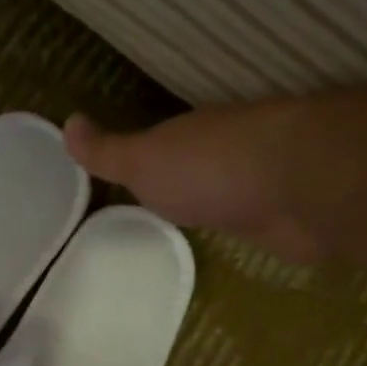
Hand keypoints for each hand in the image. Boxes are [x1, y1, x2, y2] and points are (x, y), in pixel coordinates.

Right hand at [64, 102, 329, 263]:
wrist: (300, 187)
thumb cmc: (211, 168)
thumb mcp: (145, 161)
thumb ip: (108, 152)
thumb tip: (66, 124)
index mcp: (193, 136)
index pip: (165, 144)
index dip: (145, 158)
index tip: (127, 176)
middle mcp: (228, 154)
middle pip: (199, 166)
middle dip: (182, 180)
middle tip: (154, 204)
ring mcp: (261, 185)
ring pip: (228, 191)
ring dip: (215, 201)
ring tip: (190, 227)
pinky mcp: (285, 219)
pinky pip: (253, 221)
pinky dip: (244, 226)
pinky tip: (235, 242)